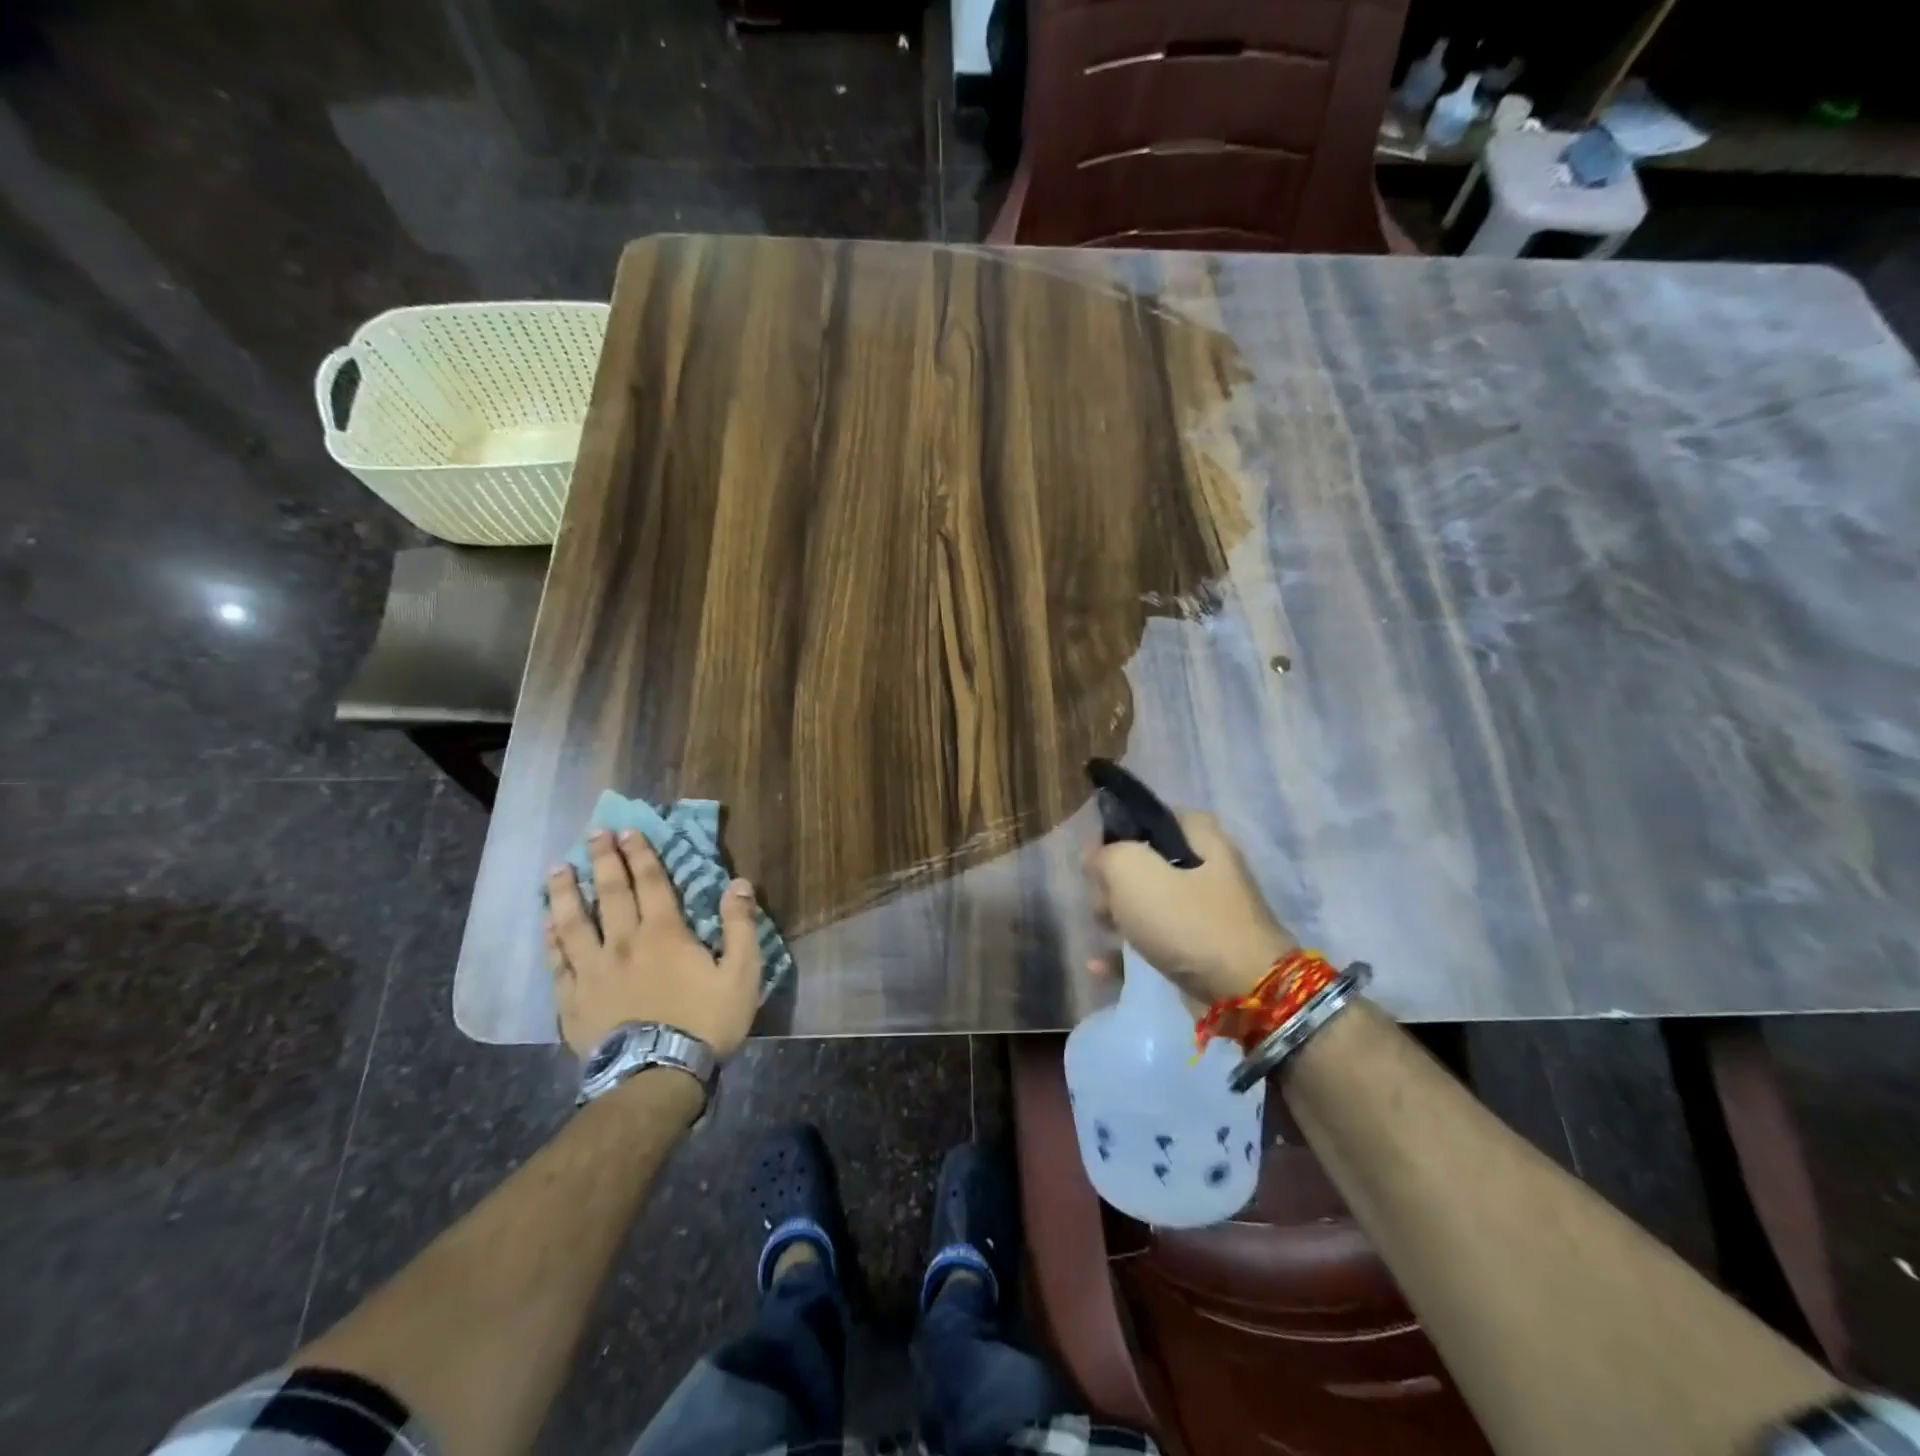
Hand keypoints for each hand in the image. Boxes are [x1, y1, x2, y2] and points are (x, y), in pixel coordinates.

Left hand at [545, 830, 761, 1059]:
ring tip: (557, 870)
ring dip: (566, 892)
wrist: (655, 1076)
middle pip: (610, 893)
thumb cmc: (704, 1023)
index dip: (640, 854)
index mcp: (664, 933)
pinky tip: (546, 924)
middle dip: (603, 860)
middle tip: (593, 834)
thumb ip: (740, 926)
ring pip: (574, 922)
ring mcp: (592, 970)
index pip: (650, 882)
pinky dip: (551, 939)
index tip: (628, 830)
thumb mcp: (742, 974)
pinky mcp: (572, 1000)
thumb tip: (739, 884)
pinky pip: (557, 961)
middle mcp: (623, 942)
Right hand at [1084, 811, 1297, 1003]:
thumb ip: (1105, 855)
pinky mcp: (1202, 949)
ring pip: (1148, 903)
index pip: (1153, 817)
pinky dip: (1127, 951)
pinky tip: (1099, 965)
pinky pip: (1155, 941)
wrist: (1243, 993)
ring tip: (1101, 929)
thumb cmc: (1186, 920)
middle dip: (1114, 881)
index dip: (1120, 831)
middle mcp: (1208, 867)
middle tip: (1100, 899)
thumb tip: (1095, 857)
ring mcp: (1207, 911)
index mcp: (1201, 836)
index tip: (1097, 855)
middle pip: (1146, 862)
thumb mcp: (1132, 872)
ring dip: (1117, 915)